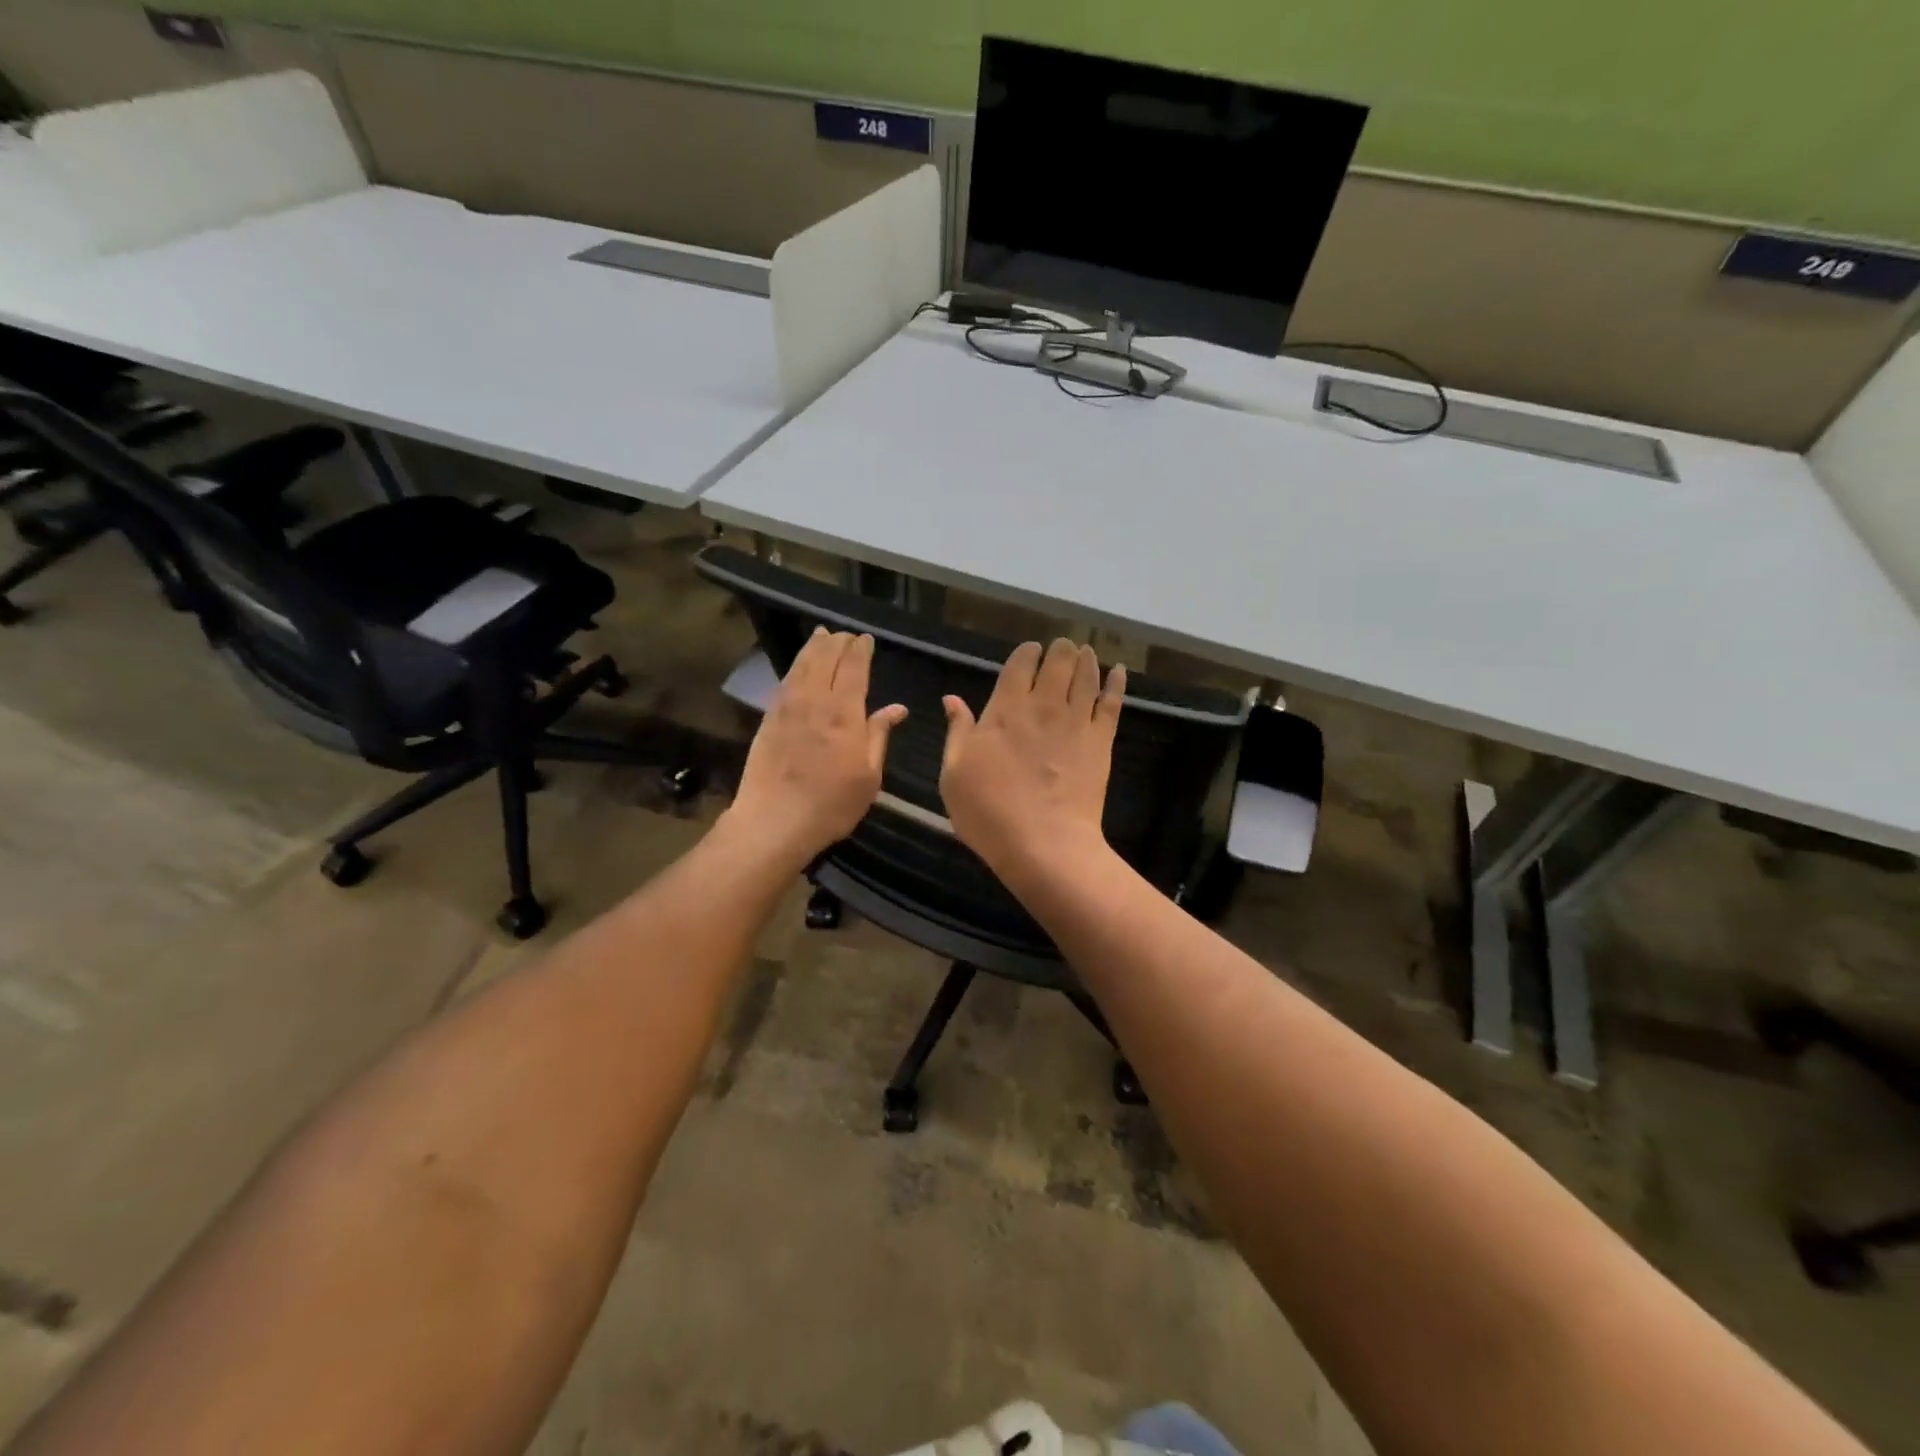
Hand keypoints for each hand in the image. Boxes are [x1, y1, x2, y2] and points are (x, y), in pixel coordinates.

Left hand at [726, 629, 906, 865]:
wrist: (774, 821)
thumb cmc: (831, 804)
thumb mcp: (869, 776)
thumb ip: (879, 736)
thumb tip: (896, 708)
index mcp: (844, 713)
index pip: (853, 668)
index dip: (860, 650)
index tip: (866, 639)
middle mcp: (815, 701)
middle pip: (826, 658)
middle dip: (838, 642)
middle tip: (846, 635)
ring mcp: (787, 707)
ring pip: (802, 665)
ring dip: (814, 647)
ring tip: (822, 635)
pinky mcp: (769, 718)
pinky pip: (785, 681)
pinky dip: (796, 666)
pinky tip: (799, 666)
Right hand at [939, 638, 1125, 877]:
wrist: (1043, 843)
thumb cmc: (988, 811)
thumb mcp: (954, 773)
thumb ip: (958, 731)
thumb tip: (952, 699)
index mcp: (1004, 710)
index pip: (1019, 665)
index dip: (1026, 652)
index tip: (1030, 650)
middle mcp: (1042, 706)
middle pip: (1057, 663)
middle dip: (1059, 649)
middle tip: (1061, 646)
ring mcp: (1075, 722)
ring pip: (1086, 676)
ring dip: (1085, 659)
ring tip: (1085, 651)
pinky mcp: (1100, 741)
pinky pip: (1112, 703)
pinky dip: (1116, 683)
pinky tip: (1118, 671)